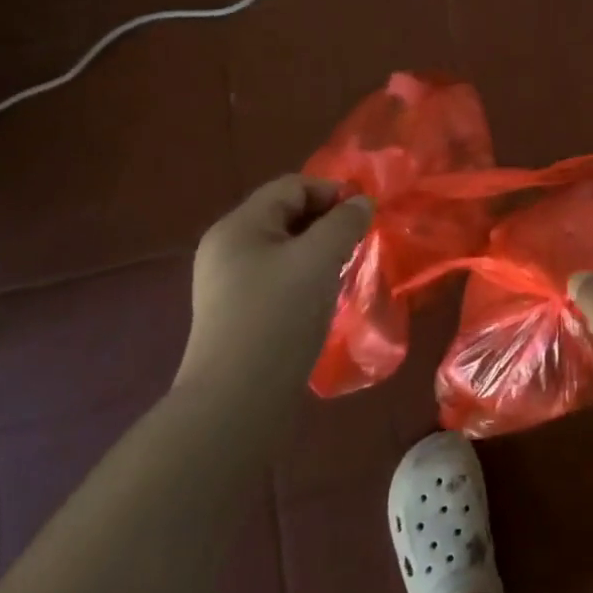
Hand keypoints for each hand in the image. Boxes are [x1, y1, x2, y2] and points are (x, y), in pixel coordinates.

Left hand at [176, 175, 371, 400]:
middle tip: (359, 242)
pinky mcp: (237, 315)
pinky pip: (278, 278)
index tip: (365, 215)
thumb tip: (362, 203)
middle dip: (327, 222)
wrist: (234, 405)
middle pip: (286, 215)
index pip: (292, 187)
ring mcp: (228, 284)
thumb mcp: (319, 259)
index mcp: (239, 226)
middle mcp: (227, 248)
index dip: (332, 192)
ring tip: (346, 269)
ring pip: (284, 249)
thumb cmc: (278, 317)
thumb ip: (344, 223)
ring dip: (319, 252)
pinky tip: (324, 298)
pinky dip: (305, 278)